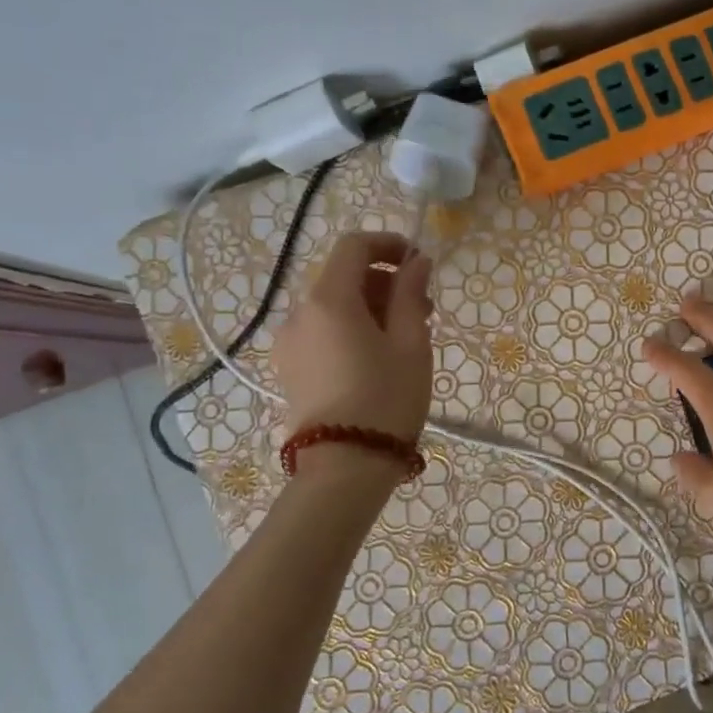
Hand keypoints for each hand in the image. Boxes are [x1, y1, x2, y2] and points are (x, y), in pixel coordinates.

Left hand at [271, 232, 433, 446]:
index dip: (388, 244)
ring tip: (404, 338)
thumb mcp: (411, 343)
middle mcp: (299, 313)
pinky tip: (376, 358)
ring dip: (369, 307)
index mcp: (329, 300)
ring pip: (332, 306)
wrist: (344, 468)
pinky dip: (350, 329)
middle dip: (384, 281)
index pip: (353, 246)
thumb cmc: (387, 399)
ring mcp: (289, 343)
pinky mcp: (289, 369)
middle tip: (423, 309)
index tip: (418, 262)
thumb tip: (416, 261)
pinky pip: (322, 332)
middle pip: (342, 276)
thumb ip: (411, 294)